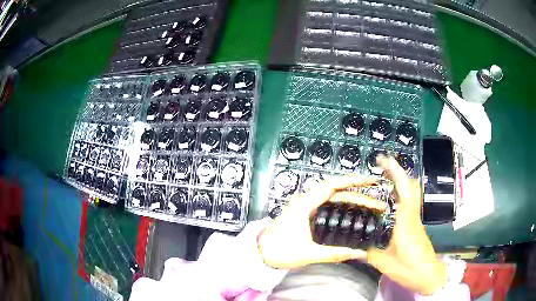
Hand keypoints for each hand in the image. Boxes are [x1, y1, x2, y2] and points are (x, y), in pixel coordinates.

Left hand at [258, 176, 386, 269]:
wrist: (260, 252)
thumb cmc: (280, 251)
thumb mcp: (309, 254)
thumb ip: (335, 254)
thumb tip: (360, 254)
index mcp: (305, 203)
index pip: (334, 186)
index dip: (355, 181)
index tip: (372, 181)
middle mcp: (306, 199)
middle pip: (338, 191)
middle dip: (360, 194)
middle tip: (378, 202)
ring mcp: (305, 205)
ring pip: (333, 197)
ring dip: (352, 199)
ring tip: (371, 205)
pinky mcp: (305, 211)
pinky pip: (328, 203)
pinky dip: (343, 204)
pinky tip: (353, 210)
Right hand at [366, 156, 446, 295]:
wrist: (428, 275)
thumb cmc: (409, 268)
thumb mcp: (384, 263)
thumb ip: (368, 252)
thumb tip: (352, 246)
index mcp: (405, 220)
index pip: (404, 189)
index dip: (395, 171)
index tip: (384, 160)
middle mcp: (412, 215)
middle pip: (410, 185)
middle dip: (397, 171)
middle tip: (381, 165)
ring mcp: (415, 219)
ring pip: (410, 193)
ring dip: (399, 181)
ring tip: (383, 178)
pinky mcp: (415, 225)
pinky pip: (408, 203)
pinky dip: (399, 195)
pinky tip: (388, 201)